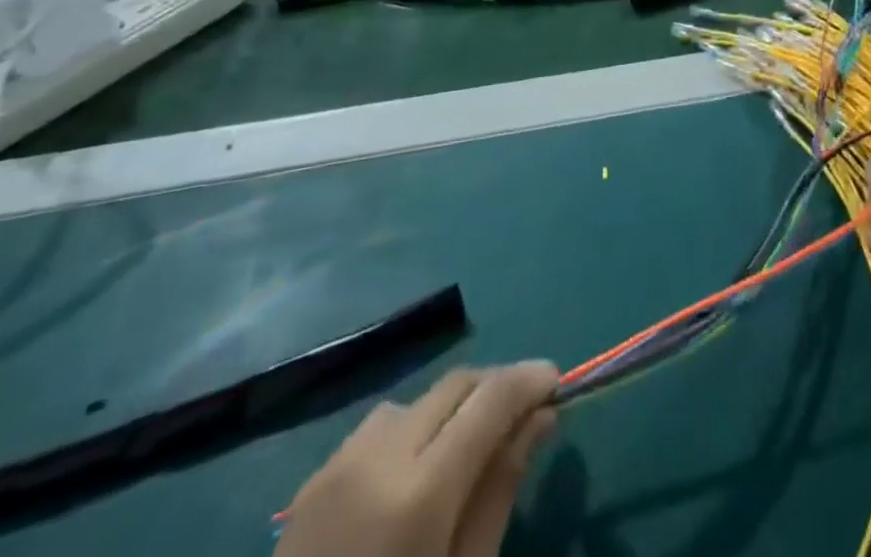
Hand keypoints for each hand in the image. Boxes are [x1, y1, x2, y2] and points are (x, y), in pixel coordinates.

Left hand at [278, 362, 557, 556]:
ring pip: (419, 400)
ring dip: (453, 408)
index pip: (490, 400)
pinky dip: (413, 429)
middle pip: (455, 385)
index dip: (528, 380)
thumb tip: (539, 419)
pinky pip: (380, 427)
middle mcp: (380, 457)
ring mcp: (340, 463)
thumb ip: (500, 491)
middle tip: (525, 411)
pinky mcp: (313, 478)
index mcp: (421, 492)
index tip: (557, 378)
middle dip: (495, 387)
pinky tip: (417, 472)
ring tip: (470, 447)